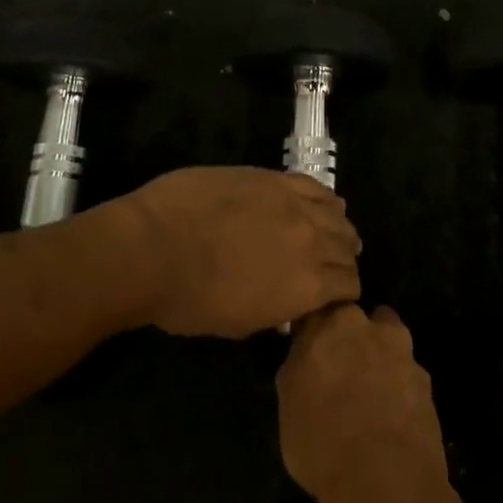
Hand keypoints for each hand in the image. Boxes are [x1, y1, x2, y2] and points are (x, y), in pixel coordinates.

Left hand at [105, 167, 361, 337]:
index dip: (342, 292)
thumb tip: (288, 301)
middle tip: (329, 265)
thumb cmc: (188, 300)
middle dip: (343, 259)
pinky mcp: (274, 178)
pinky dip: (324, 198)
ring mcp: (295, 205)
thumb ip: (277, 309)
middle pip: (346, 248)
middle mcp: (314, 243)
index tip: (331, 294)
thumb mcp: (241, 323)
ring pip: (337, 214)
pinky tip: (320, 203)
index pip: (348, 286)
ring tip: (329, 232)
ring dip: (337, 227)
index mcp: (308, 288)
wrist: (154, 246)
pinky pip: (315, 186)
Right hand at [277, 305, 453, 502]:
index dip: (315, 328)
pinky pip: (407, 374)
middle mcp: (370, 326)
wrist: (386, 480)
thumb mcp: (288, 404)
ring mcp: (403, 352)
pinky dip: (399, 387)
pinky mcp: (426, 381)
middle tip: (341, 369)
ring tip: (369, 394)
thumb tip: (306, 357)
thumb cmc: (321, 441)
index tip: (311, 347)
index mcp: (330, 324)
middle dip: (351, 336)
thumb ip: (299, 366)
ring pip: (388, 341)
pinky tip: (391, 417)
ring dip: (380, 357)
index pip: (320, 309)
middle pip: (359, 319)